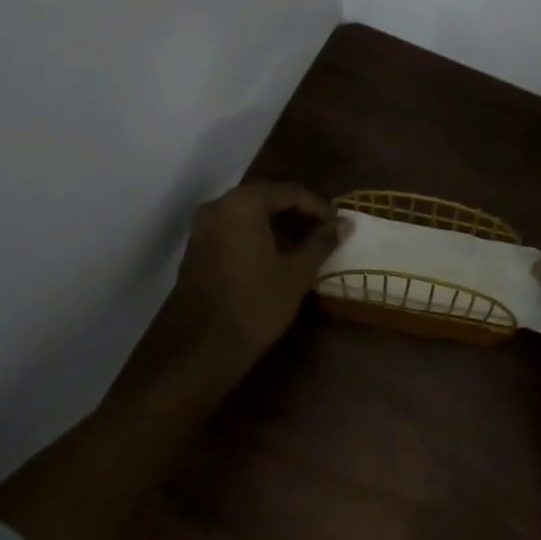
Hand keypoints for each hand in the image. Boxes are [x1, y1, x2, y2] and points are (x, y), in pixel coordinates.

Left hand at [166, 180, 345, 364]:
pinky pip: (232, 229)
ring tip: (304, 245)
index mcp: (243, 204)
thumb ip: (321, 242)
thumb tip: (345, 223)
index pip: (289, 191)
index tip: (338, 224)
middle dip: (297, 213)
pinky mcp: (196, 248)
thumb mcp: (296, 274)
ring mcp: (202, 227)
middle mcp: (218, 206)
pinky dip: (256, 235)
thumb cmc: (255, 305)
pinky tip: (276, 256)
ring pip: (247, 214)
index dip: (318, 206)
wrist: (201, 348)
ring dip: (276, 225)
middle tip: (323, 231)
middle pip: (265, 198)